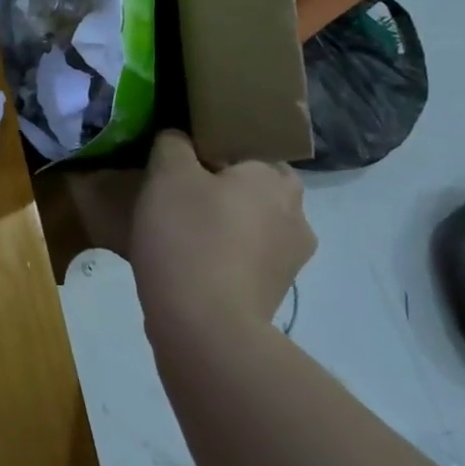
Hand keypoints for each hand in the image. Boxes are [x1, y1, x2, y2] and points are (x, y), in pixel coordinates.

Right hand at [128, 131, 314, 338]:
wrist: (204, 326)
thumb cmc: (188, 235)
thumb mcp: (167, 173)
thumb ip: (173, 144)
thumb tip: (179, 139)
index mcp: (275, 178)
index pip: (246, 147)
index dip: (211, 150)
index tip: (178, 164)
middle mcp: (296, 215)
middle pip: (252, 188)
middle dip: (220, 189)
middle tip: (177, 195)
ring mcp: (291, 260)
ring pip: (251, 225)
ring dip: (223, 225)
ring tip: (178, 232)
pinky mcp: (274, 294)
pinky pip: (246, 259)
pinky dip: (223, 256)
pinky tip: (189, 262)